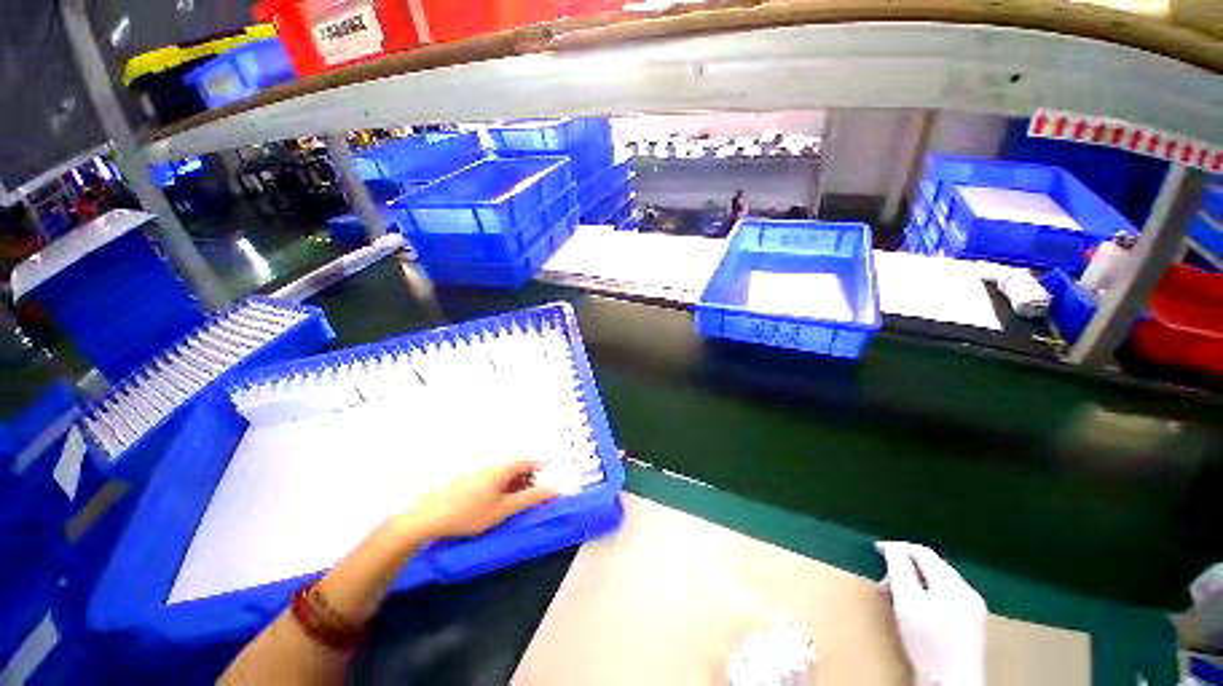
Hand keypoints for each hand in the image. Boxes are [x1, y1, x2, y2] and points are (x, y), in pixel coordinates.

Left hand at [401, 459, 556, 539]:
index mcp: (500, 469)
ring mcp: (473, 470)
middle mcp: (488, 465)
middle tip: (526, 496)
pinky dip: (495, 485)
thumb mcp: (503, 510)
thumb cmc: (469, 514)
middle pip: (513, 465)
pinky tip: (487, 502)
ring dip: (509, 482)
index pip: (525, 461)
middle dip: (524, 477)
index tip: (543, 478)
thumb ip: (529, 499)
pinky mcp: (461, 478)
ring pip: (499, 471)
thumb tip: (554, 490)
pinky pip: (486, 476)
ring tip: (508, 502)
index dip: (537, 467)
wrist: (426, 517)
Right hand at [877, 542, 986, 685]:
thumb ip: (899, 568)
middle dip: (906, 569)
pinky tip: (920, 613)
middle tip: (885, 583)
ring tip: (898, 599)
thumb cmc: (927, 640)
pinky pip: (948, 600)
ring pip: (940, 584)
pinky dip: (930, 598)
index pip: (922, 552)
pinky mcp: (973, 628)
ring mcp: (974, 610)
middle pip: (933, 567)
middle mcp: (967, 591)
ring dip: (917, 584)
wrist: (952, 684)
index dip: (897, 547)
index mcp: (952, 582)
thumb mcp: (906, 600)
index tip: (877, 550)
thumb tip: (893, 547)